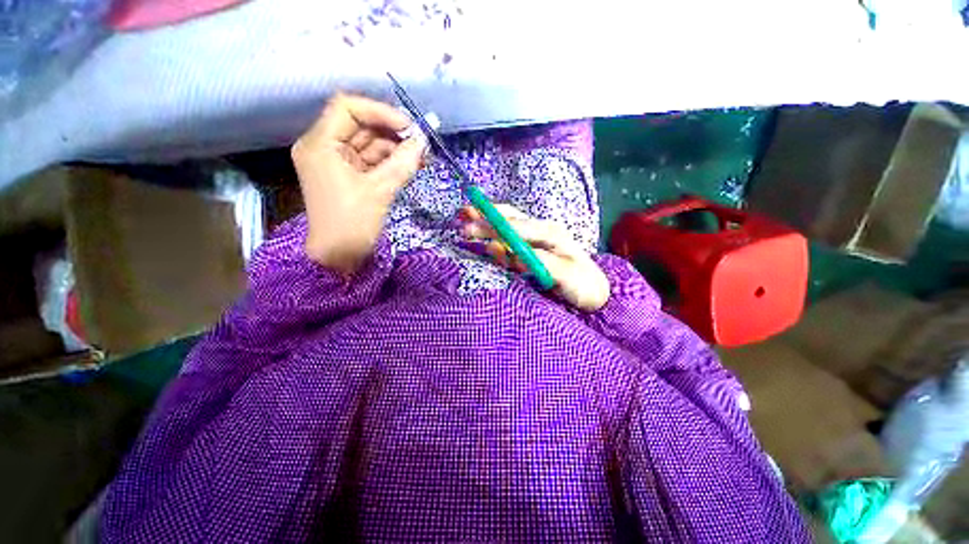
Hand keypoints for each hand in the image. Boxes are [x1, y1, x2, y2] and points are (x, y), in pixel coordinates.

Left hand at [292, 94, 424, 273]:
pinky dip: (390, 162)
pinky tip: (410, 166)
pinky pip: (371, 161)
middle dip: (392, 133)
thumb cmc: (352, 224)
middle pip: (360, 126)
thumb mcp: (379, 191)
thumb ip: (402, 163)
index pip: (347, 108)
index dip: (380, 112)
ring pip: (369, 144)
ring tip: (421, 158)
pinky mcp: (348, 176)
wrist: (339, 257)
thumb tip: (422, 142)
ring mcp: (337, 162)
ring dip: (395, 149)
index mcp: (320, 144)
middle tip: (422, 145)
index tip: (409, 128)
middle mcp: (325, 147)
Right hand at [458, 205, 609, 311]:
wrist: (592, 289)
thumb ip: (541, 263)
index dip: (494, 226)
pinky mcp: (530, 248)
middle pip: (509, 219)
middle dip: (485, 218)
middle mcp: (541, 230)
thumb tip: (513, 254)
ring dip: (486, 222)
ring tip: (465, 219)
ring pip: (507, 224)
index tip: (472, 226)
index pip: (518, 227)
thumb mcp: (567, 276)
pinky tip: (482, 236)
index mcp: (551, 233)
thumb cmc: (582, 284)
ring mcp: (534, 239)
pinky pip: (508, 239)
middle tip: (462, 217)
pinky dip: (493, 235)